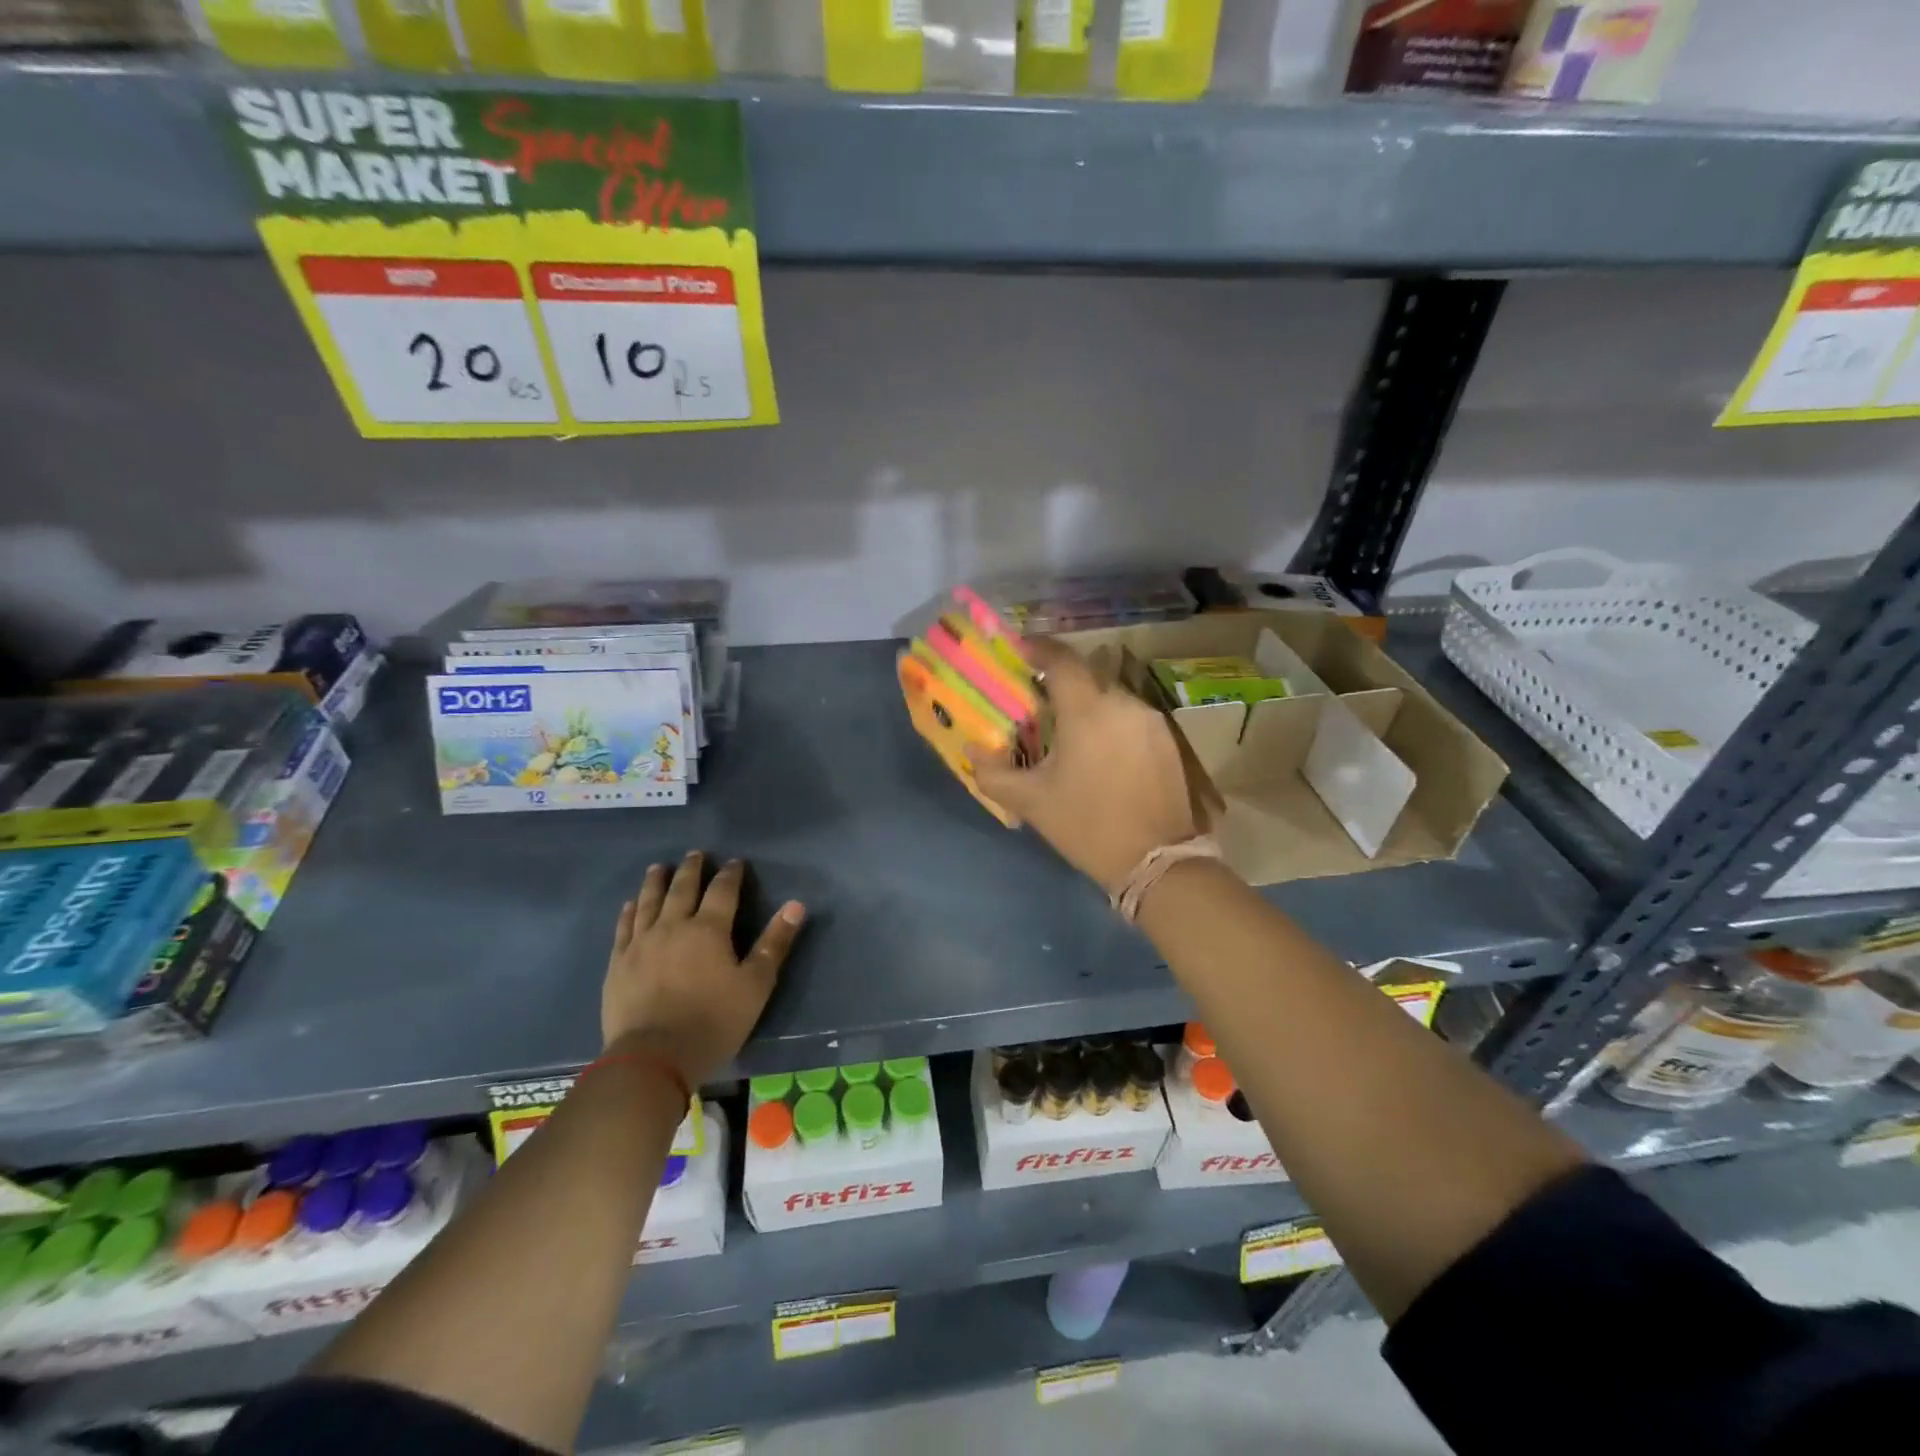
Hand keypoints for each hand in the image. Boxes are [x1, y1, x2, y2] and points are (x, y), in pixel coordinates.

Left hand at [601, 852, 806, 1084]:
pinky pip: (624, 927)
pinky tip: (630, 905)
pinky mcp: (618, 963)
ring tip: (659, 868)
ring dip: (655, 882)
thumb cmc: (713, 1022)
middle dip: (691, 869)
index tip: (735, 862)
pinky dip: (628, 911)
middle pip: (682, 889)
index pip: (723, 891)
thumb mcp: (755, 985)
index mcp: (709, 929)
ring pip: (649, 902)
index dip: (731, 874)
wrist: (652, 1058)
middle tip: (695, 854)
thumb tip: (796, 905)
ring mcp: (641, 943)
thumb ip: (774, 943)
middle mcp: (673, 926)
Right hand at [970, 639, 1205, 895]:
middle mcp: (1122, 703)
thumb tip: (973, 751)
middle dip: (1061, 679)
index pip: (1061, 660)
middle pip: (1087, 674)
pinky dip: (1110, 720)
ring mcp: (1150, 720)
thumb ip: (994, 773)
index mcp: (1087, 711)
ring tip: (1069, 729)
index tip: (1020, 650)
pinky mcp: (1168, 740)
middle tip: (1039, 699)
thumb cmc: (1087, 825)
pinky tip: (1100, 749)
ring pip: (1112, 695)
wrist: (1156, 860)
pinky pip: (1131, 715)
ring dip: (1088, 702)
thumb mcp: (1031, 802)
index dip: (1038, 648)